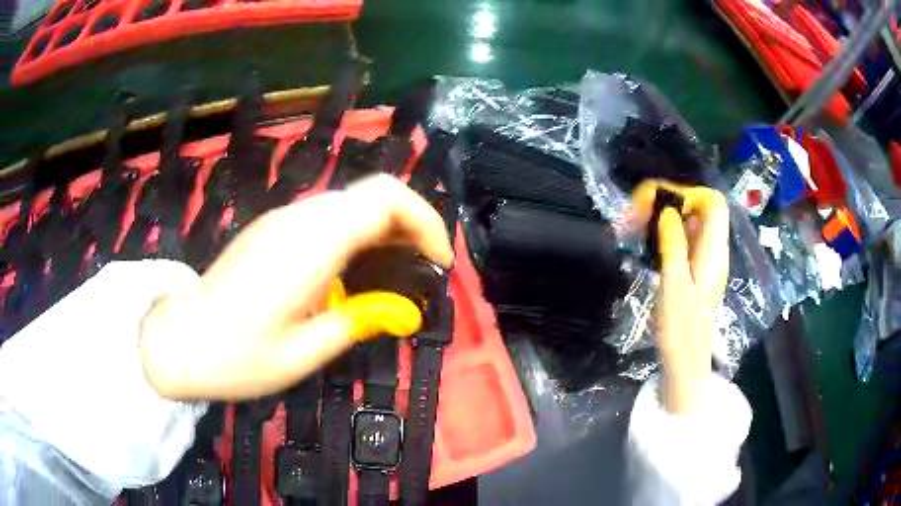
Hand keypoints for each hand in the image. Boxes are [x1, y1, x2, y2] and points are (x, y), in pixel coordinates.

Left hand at [139, 175, 454, 400]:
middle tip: (419, 271)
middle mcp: (298, 219)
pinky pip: (327, 217)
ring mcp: (281, 220)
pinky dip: (356, 234)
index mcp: (310, 245)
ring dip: (383, 229)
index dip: (425, 221)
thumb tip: (393, 308)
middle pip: (373, 193)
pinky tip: (349, 274)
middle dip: (410, 225)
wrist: (179, 342)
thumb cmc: (236, 358)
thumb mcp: (304, 354)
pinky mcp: (271, 229)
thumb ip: (355, 321)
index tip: (436, 264)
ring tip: (390, 276)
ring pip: (351, 203)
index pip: (385, 198)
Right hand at [631, 180, 729, 414]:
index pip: (714, 204)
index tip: (662, 203)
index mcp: (714, 252)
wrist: (684, 362)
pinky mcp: (693, 270)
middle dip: (671, 204)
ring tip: (636, 226)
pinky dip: (664, 235)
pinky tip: (646, 243)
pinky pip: (682, 240)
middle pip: (699, 210)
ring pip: (688, 224)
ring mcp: (703, 260)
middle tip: (640, 214)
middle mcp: (712, 251)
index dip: (691, 195)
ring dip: (664, 219)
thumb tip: (668, 211)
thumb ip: (674, 245)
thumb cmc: (681, 328)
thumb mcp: (675, 286)